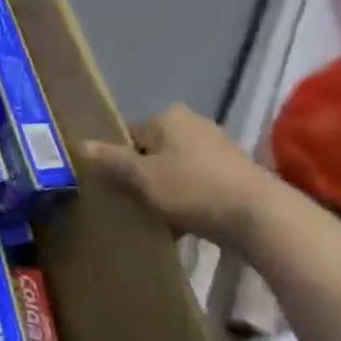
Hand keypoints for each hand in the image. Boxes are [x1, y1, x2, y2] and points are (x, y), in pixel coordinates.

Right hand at [79, 106, 275, 245]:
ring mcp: (219, 147)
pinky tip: (188, 224)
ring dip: (168, 190)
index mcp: (168, 117)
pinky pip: (200, 182)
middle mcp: (194, 123)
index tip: (117, 189)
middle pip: (154, 151)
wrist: (261, 218)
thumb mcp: (142, 177)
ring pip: (177, 168)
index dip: (119, 162)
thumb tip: (79, 144)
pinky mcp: (238, 172)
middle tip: (136, 204)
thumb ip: (110, 161)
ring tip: (161, 218)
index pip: (129, 135)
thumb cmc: (193, 189)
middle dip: (144, 176)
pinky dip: (191, 199)